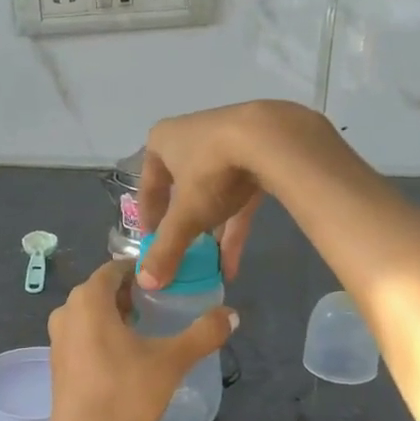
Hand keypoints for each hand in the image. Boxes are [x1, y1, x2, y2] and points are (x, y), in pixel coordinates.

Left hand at [41, 261, 236, 420]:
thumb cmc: (125, 393)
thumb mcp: (171, 361)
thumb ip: (203, 334)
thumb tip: (232, 314)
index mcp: (89, 299)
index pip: (115, 268)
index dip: (142, 270)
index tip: (168, 280)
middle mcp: (67, 310)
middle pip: (102, 289)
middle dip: (131, 292)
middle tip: (162, 303)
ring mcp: (58, 338)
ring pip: (91, 312)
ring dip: (117, 313)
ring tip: (148, 327)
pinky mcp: (58, 361)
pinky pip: (83, 332)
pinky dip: (103, 332)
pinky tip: (126, 354)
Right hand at [136, 100, 340, 288]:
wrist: (273, 139)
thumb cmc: (211, 171)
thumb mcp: (185, 215)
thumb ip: (166, 248)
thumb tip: (146, 283)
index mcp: (163, 141)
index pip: (148, 185)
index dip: (149, 218)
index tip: (152, 244)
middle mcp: (191, 136)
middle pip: (182, 189)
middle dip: (184, 226)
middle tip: (183, 254)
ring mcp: (227, 142)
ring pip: (213, 193)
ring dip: (212, 231)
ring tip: (210, 267)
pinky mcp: (258, 154)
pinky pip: (240, 195)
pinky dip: (235, 227)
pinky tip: (233, 263)